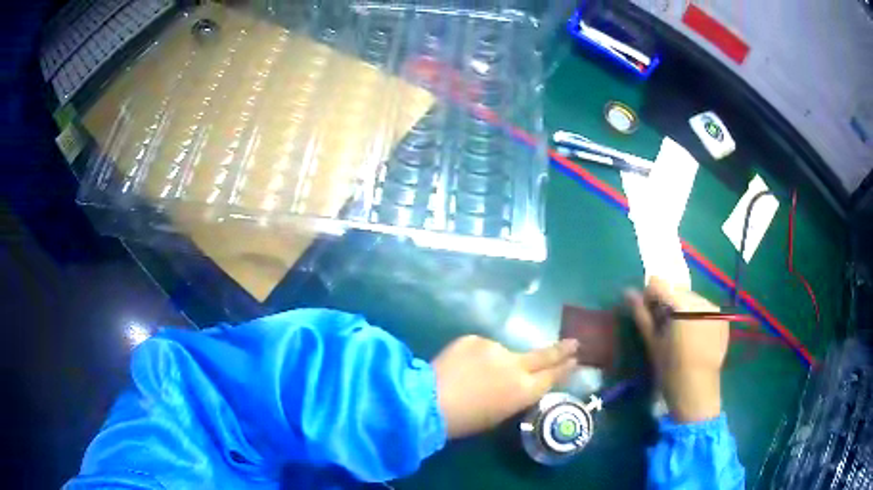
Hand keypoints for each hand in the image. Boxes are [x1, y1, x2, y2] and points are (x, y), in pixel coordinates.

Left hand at [431, 335, 577, 438]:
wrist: (428, 400)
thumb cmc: (464, 420)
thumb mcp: (499, 414)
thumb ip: (515, 394)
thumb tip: (518, 382)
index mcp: (523, 391)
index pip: (552, 376)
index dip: (565, 367)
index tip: (575, 359)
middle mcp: (516, 366)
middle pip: (544, 356)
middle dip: (561, 350)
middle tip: (574, 343)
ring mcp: (496, 348)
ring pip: (504, 353)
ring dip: (497, 362)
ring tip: (474, 376)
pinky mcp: (475, 339)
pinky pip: (482, 348)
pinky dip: (477, 357)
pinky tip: (462, 368)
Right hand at [625, 277, 727, 422]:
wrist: (697, 391)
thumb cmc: (670, 370)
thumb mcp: (653, 343)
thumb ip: (642, 314)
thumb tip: (628, 292)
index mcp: (681, 305)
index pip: (658, 284)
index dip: (649, 297)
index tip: (648, 315)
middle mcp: (700, 299)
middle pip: (676, 290)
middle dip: (667, 303)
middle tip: (663, 326)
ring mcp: (714, 308)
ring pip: (690, 298)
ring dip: (682, 309)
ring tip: (680, 333)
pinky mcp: (722, 317)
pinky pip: (704, 307)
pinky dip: (696, 315)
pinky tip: (694, 336)